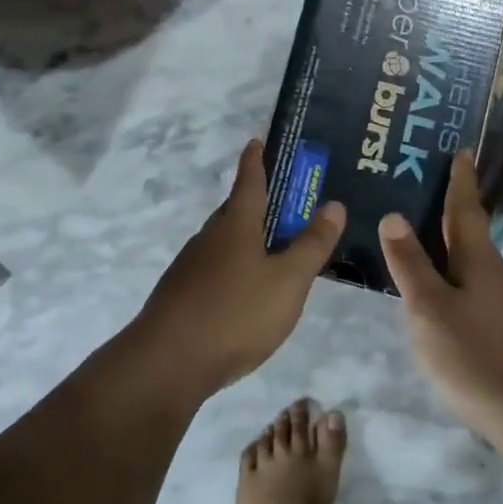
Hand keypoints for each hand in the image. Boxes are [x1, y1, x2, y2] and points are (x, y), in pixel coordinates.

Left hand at [136, 140, 345, 395]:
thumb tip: (334, 204)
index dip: (256, 159)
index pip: (249, 180)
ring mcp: (191, 266)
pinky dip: (234, 265)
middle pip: (235, 209)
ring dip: (247, 236)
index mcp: (236, 225)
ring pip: (224, 240)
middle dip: (258, 201)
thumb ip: (312, 245)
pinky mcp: (182, 294)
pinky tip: (246, 289)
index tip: (257, 141)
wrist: (168, 362)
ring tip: (273, 248)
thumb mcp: (287, 281)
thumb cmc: (235, 314)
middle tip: (286, 201)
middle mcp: (210, 237)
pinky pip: (215, 267)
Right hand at [380, 152, 502, 455]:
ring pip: (479, 272)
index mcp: (480, 262)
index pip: (465, 210)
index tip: (464, 150)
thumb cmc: (479, 360)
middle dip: (452, 219)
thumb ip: (411, 265)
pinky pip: (486, 299)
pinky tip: (453, 312)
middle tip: (427, 201)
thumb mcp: (429, 312)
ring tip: (428, 258)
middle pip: (473, 240)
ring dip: (456, 259)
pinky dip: (465, 290)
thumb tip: (393, 215)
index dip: (461, 181)